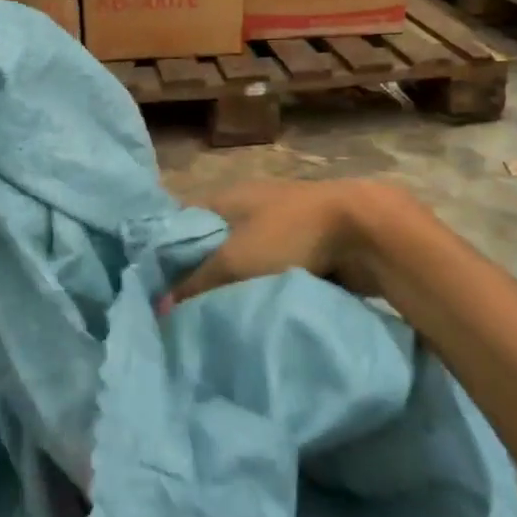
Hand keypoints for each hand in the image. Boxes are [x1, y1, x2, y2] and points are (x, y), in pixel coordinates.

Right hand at [170, 179, 387, 303]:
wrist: (364, 230)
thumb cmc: (289, 235)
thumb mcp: (234, 262)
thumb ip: (196, 284)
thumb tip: (160, 307)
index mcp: (226, 197)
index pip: (182, 222)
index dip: (166, 252)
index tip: (153, 287)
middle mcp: (249, 205)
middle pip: (212, 243)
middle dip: (199, 274)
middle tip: (180, 313)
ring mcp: (279, 224)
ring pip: (243, 259)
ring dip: (232, 285)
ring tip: (212, 319)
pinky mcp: (305, 245)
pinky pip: (271, 271)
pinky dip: (261, 290)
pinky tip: (250, 313)